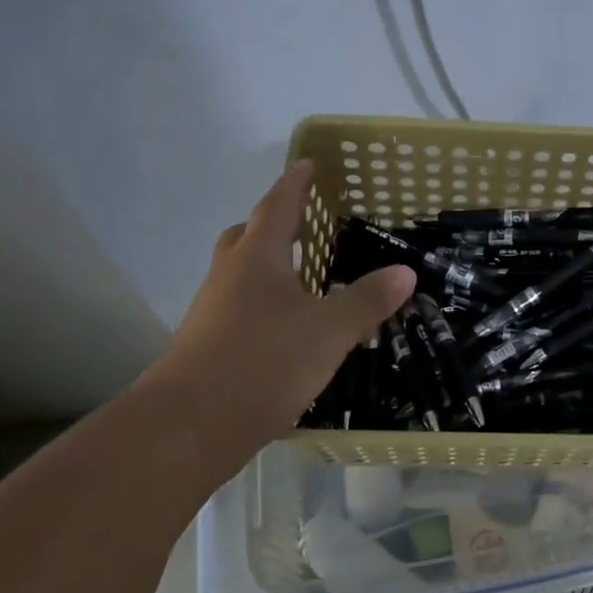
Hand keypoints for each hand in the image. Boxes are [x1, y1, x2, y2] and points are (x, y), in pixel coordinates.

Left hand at [135, 161, 414, 473]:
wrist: (188, 428)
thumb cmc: (263, 363)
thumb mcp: (329, 331)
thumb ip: (367, 300)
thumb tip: (405, 271)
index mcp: (257, 259)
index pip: (277, 206)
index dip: (296, 183)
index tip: (309, 163)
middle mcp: (229, 277)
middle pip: (247, 236)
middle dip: (274, 225)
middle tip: (306, 227)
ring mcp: (212, 312)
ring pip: (241, 275)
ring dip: (269, 268)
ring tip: (306, 280)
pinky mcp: (207, 346)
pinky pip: (239, 309)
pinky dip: (265, 306)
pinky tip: (290, 330)